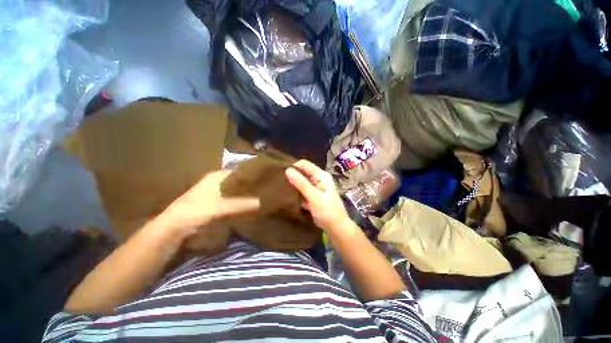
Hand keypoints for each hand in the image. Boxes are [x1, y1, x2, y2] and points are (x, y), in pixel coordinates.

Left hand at [162, 171, 260, 230]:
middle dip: (248, 184)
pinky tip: (247, 206)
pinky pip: (230, 200)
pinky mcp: (213, 204)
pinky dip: (238, 202)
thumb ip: (240, 204)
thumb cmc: (195, 211)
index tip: (263, 177)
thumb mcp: (219, 207)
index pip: (238, 171)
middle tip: (264, 187)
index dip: (250, 173)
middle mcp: (216, 182)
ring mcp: (214, 194)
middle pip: (237, 181)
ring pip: (234, 191)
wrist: (173, 228)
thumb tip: (261, 202)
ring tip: (259, 195)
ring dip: (244, 194)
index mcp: (216, 177)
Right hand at [285, 160, 350, 232]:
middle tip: (280, 182)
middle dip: (293, 176)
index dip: (294, 167)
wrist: (336, 227)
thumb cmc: (327, 211)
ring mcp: (316, 187)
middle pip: (303, 173)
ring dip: (293, 185)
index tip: (282, 174)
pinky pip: (302, 190)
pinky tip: (288, 196)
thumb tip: (287, 170)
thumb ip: (301, 183)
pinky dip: (297, 192)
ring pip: (301, 182)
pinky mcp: (313, 195)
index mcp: (321, 175)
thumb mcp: (314, 197)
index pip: (305, 165)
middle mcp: (318, 179)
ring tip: (282, 188)